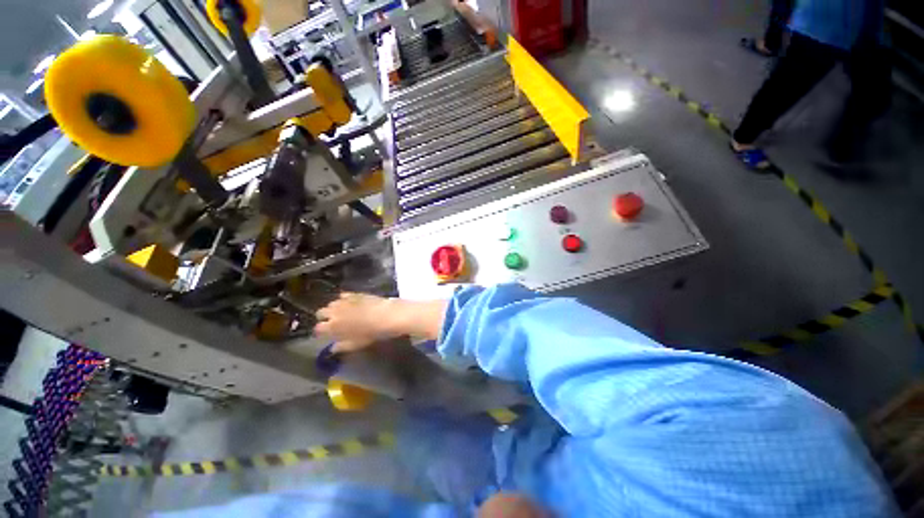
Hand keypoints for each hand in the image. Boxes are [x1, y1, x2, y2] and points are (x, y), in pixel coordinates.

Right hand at [314, 293, 398, 352]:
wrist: (385, 315)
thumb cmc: (370, 333)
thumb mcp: (355, 344)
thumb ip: (341, 347)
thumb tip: (333, 349)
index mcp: (332, 326)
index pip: (318, 328)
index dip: (321, 331)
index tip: (325, 333)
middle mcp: (334, 312)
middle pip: (321, 312)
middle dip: (324, 317)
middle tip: (332, 321)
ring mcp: (343, 301)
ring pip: (331, 303)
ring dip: (334, 308)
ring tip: (341, 311)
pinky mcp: (354, 293)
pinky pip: (343, 295)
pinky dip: (344, 299)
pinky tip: (350, 302)